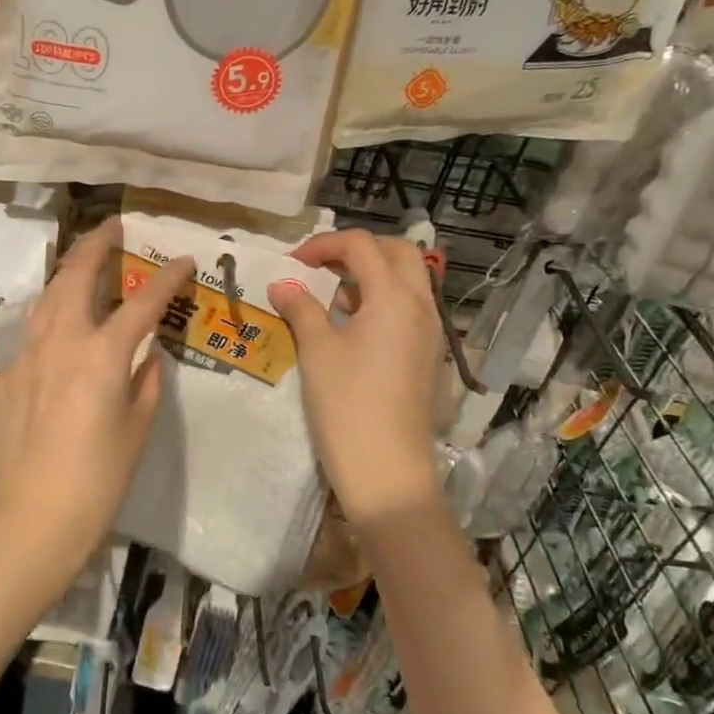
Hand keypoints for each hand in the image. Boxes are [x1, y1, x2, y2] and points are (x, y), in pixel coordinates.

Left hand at [0, 218, 193, 592]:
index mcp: (102, 354)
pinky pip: (31, 338)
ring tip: (83, 263)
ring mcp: (26, 356)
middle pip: (77, 276)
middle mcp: (61, 342)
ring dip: (67, 274)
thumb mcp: (137, 429)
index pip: (142, 302)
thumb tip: (146, 357)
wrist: (33, 518)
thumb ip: (145, 382)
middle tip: (113, 226)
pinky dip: (50, 324)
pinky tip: (59, 337)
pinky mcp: (4, 378)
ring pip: (46, 298)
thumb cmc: (99, 479)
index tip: (184, 260)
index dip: (167, 278)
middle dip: (97, 244)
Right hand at [268, 230, 440, 527]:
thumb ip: (300, 308)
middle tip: (321, 268)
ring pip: (408, 279)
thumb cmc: (347, 404)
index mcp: (394, 297)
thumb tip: (282, 284)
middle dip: (357, 250)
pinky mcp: (428, 354)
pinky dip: (383, 300)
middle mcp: (421, 305)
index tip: (292, 263)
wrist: (387, 469)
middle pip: (397, 252)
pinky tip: (352, 328)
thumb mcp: (316, 350)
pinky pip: (410, 307)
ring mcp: (430, 331)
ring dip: (372, 274)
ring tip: (333, 298)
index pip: (361, 245)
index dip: (323, 245)